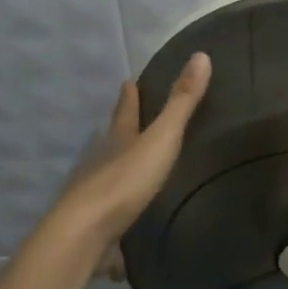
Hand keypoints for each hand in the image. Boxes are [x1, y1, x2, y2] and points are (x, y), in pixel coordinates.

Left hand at [53, 52, 212, 268]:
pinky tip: (129, 221)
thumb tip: (201, 55)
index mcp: (119, 139)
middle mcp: (104, 162)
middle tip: (130, 117)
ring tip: (135, 165)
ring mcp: (97, 194)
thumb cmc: (125, 181)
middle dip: (122, 128)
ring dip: (120, 167)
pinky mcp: (99, 225)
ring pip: (110, 174)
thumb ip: (181, 103)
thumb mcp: (160, 138)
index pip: (125, 110)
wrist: (86, 233)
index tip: (128, 81)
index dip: (129, 95)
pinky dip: (122, 211)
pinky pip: (113, 213)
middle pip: (113, 139)